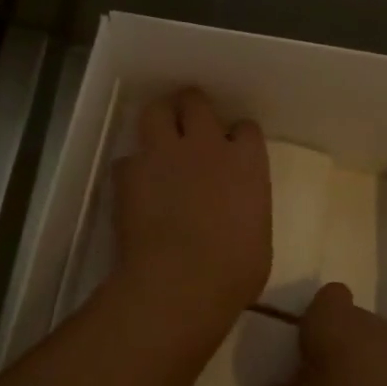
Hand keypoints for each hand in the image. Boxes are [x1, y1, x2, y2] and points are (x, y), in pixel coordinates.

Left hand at [111, 88, 270, 327]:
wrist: (180, 283)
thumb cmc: (233, 271)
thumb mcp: (258, 237)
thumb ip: (247, 208)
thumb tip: (238, 211)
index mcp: (246, 161)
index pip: (246, 128)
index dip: (237, 137)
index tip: (233, 150)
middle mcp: (206, 144)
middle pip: (196, 102)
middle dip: (192, 108)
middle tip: (190, 125)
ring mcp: (164, 153)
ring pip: (156, 110)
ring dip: (159, 119)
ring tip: (159, 135)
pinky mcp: (130, 171)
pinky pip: (127, 158)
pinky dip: (132, 168)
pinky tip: (135, 185)